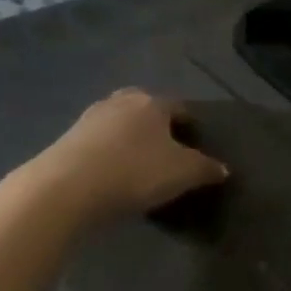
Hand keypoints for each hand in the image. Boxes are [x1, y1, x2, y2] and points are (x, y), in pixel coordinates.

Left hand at [33, 89, 227, 223]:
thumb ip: (206, 169)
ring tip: (139, 163)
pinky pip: (99, 142)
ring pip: (119, 123)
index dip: (191, 126)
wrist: (66, 188)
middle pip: (145, 108)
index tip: (197, 145)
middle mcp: (120, 102)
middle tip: (166, 150)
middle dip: (157, 125)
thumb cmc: (135, 172)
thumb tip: (223, 168)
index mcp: (152, 103)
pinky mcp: (67, 139)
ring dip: (130, 138)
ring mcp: (90, 118)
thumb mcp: (183, 174)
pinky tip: (113, 173)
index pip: (180, 107)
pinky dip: (109, 152)